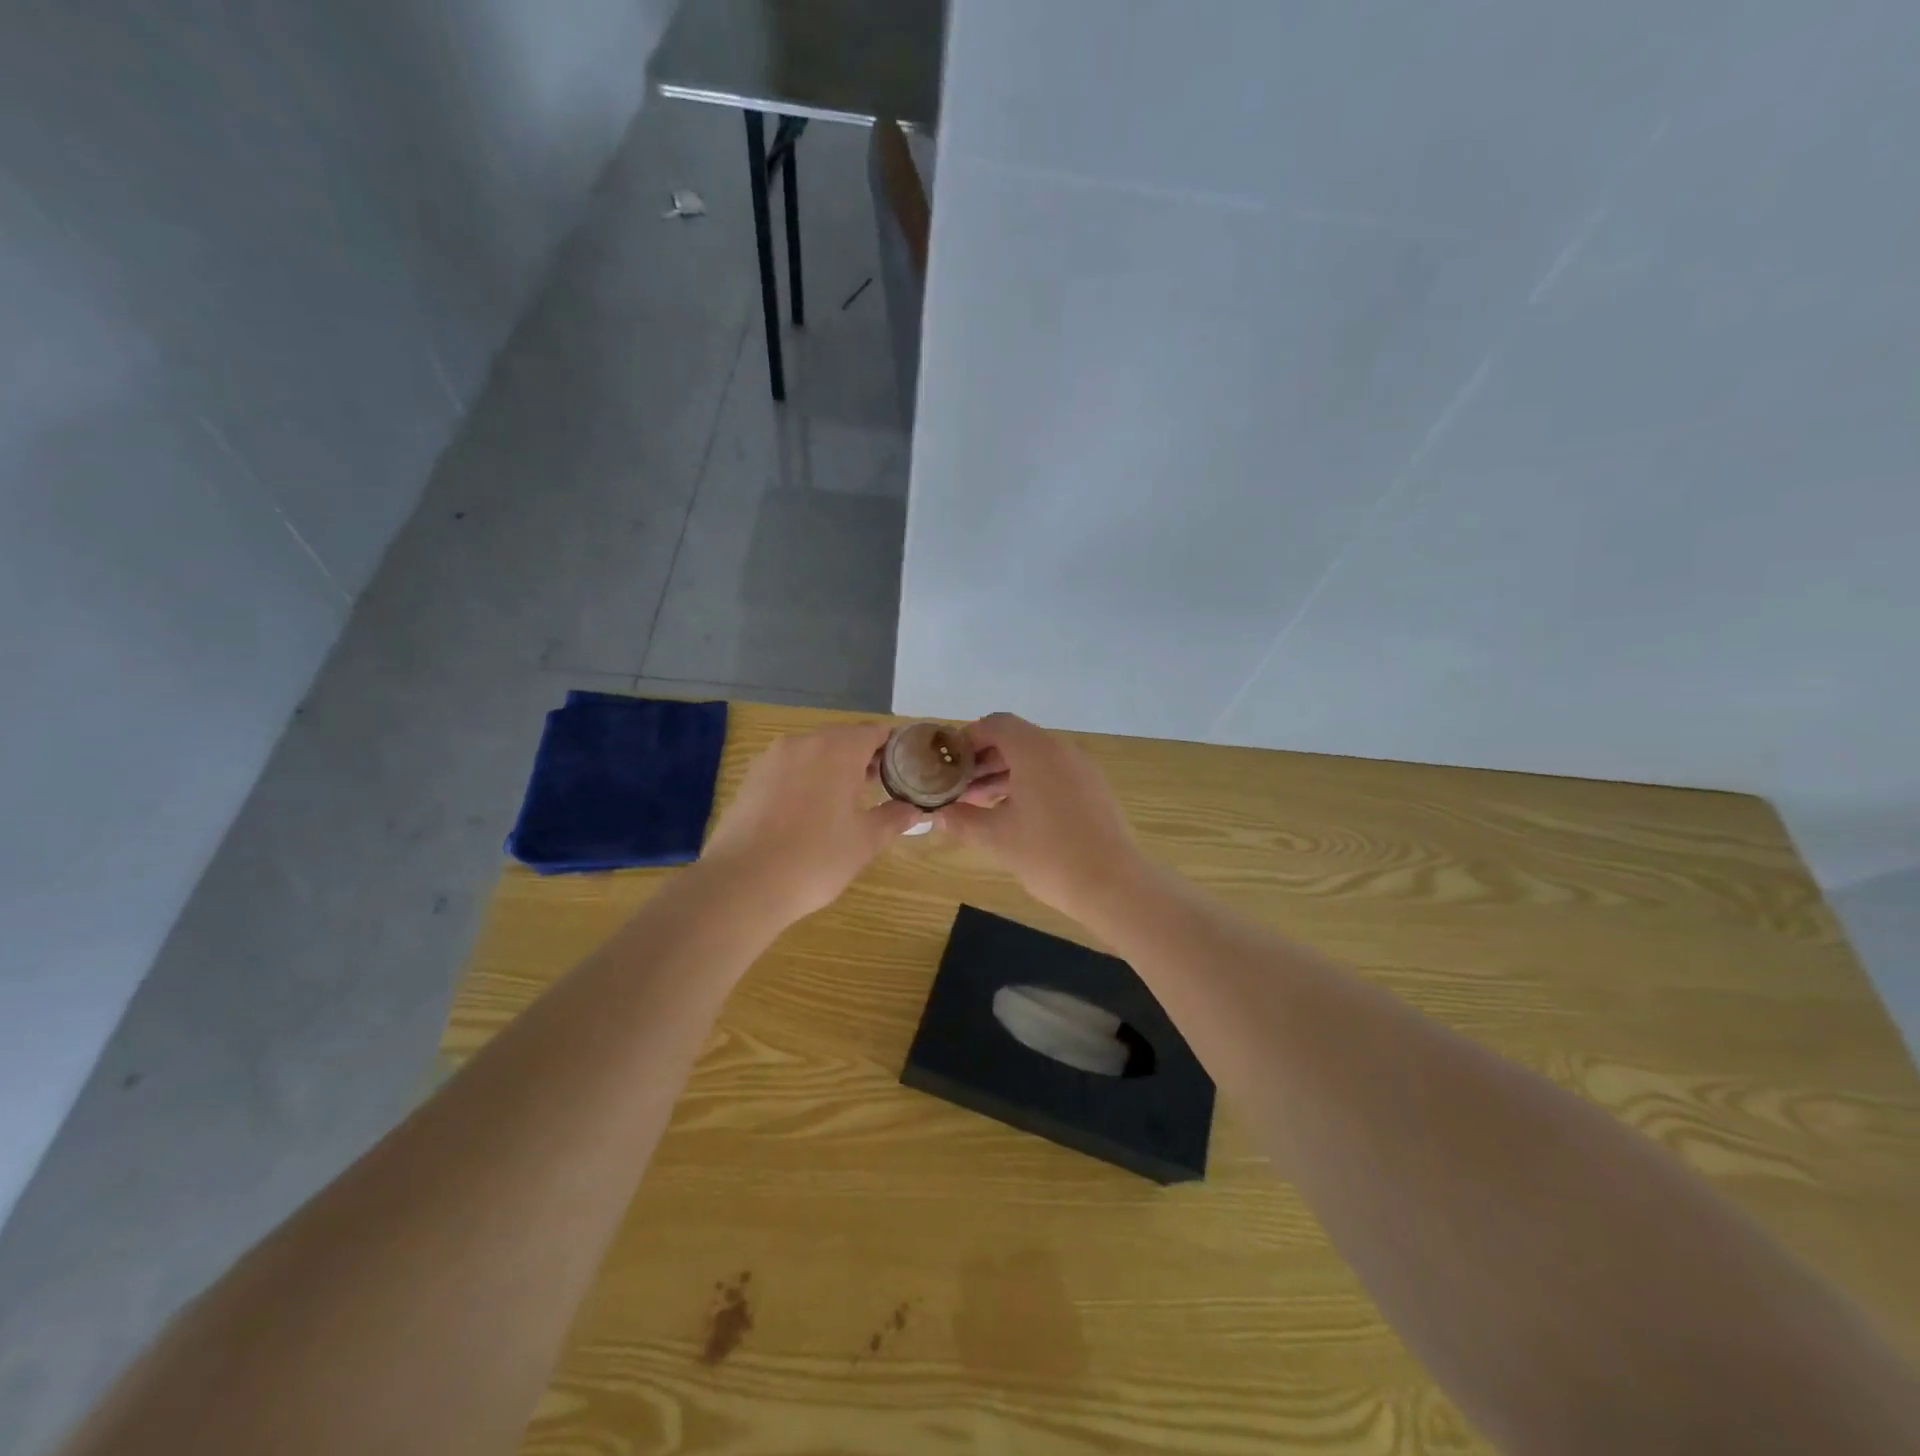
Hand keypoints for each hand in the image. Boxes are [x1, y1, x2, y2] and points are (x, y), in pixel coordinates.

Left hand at [700, 722, 925, 924]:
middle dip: (863, 756)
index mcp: (837, 749)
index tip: (905, 765)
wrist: (743, 883)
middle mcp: (803, 743)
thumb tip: (913, 810)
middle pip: (842, 738)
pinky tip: (809, 810)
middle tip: (880, 784)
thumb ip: (893, 819)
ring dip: (833, 767)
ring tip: (846, 799)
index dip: (893, 745)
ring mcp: (771, 758)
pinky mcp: (750, 778)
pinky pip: (788, 768)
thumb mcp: (865, 841)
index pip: (874, 731)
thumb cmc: (816, 858)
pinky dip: (805, 779)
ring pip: (813, 752)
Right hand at [937, 713, 1151, 920]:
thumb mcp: (997, 837)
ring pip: (1034, 758)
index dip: (966, 740)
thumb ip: (962, 820)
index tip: (947, 765)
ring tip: (979, 805)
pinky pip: (1053, 774)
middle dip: (983, 760)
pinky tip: (1014, 815)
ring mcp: (1082, 768)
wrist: (1114, 884)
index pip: (994, 724)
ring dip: (1004, 774)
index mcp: (1035, 750)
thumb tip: (936, 815)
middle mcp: (1060, 749)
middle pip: (1015, 740)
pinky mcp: (1094, 789)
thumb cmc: (1048, 854)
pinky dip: (1029, 784)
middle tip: (958, 789)